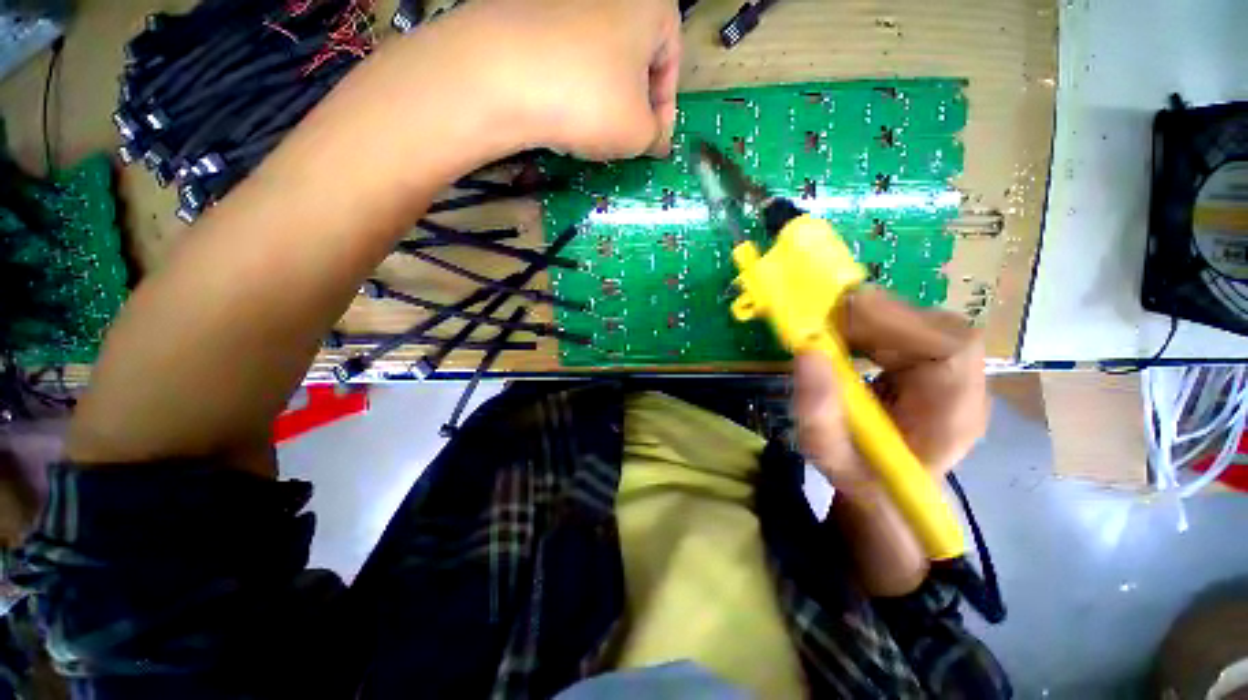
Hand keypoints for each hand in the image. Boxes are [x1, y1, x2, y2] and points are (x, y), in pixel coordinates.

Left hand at [457, 0, 681, 159]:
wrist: (500, 74)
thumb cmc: (590, 100)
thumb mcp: (638, 133)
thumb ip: (656, 138)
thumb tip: (656, 140)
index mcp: (650, 5)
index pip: (670, 63)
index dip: (665, 112)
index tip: (653, 144)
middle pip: (633, 60)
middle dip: (632, 105)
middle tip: (623, 140)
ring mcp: (564, 1)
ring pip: (598, 60)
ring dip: (602, 99)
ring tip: (589, 132)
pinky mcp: (529, 14)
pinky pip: (564, 56)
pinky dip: (570, 87)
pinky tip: (559, 113)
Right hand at [793, 287, 987, 497]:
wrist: (890, 492)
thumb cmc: (864, 480)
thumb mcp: (831, 457)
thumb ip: (818, 413)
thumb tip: (807, 352)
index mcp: (954, 415)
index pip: (950, 347)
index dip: (896, 320)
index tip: (839, 313)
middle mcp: (966, 386)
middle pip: (936, 327)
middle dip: (875, 315)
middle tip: (821, 317)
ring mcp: (954, 373)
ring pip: (921, 322)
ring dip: (871, 318)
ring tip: (828, 327)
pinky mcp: (935, 365)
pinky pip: (909, 329)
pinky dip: (873, 324)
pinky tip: (845, 336)